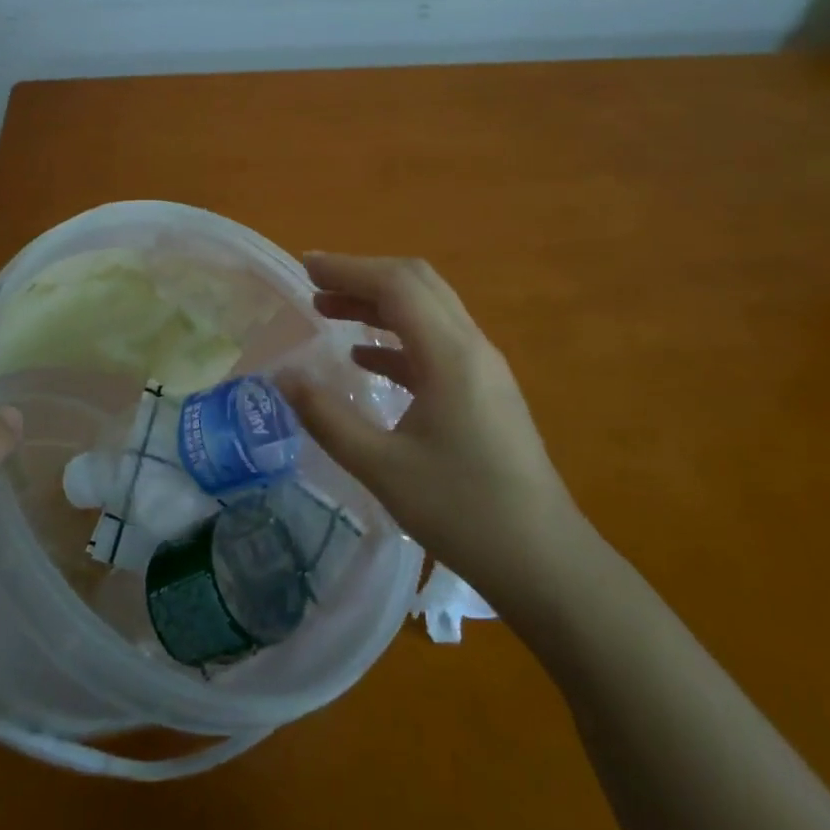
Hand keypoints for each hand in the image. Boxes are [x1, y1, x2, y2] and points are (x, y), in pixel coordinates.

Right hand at [279, 254, 578, 607]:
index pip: (396, 285)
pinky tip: (365, 359)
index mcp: (450, 354)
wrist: (545, 562)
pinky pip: (437, 342)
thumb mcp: (382, 468)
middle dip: (362, 277)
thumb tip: (284, 377)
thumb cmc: (462, 512)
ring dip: (379, 304)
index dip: (348, 268)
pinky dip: (397, 337)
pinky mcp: (486, 390)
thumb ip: (327, 417)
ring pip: (428, 310)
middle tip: (315, 286)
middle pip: (416, 284)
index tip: (304, 267)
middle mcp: (471, 346)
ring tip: (329, 312)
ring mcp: (483, 367)